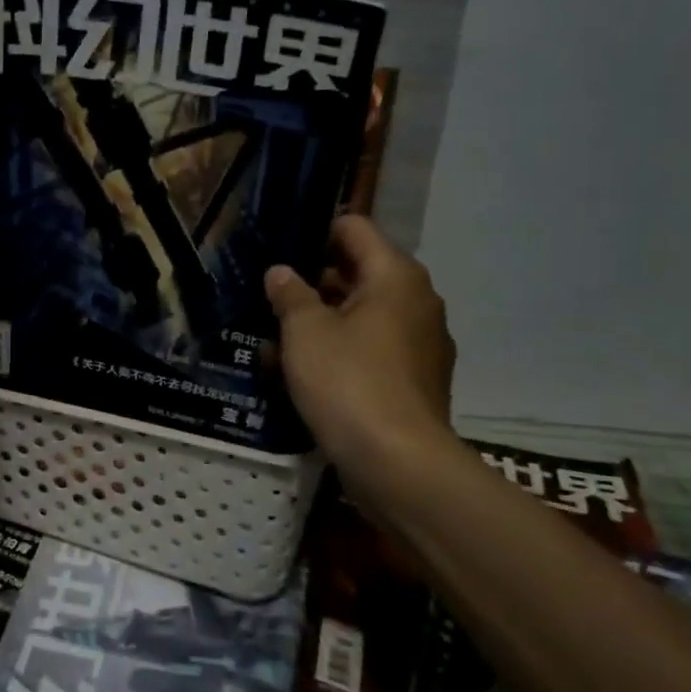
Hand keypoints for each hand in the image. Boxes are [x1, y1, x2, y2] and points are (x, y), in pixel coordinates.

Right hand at [264, 216, 457, 471]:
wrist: (397, 463)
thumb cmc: (348, 381)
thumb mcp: (305, 332)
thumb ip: (290, 294)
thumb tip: (282, 272)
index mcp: (395, 276)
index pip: (354, 228)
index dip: (314, 233)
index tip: (278, 249)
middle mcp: (416, 301)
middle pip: (358, 273)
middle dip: (313, 283)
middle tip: (269, 297)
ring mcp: (421, 344)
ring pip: (362, 317)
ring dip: (322, 322)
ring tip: (274, 339)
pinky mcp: (415, 381)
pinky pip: (372, 351)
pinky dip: (340, 354)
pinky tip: (303, 375)